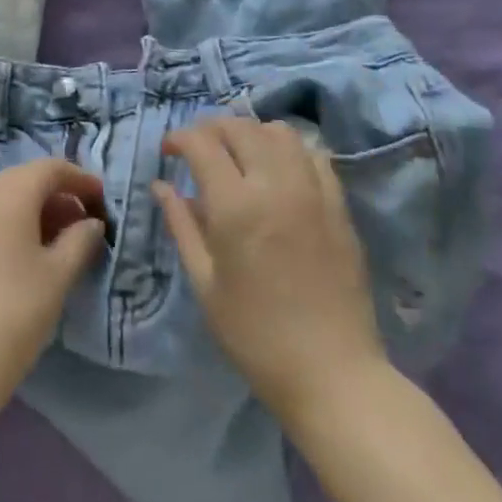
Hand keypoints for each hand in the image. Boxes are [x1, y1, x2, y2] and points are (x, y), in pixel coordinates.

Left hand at [0, 159, 106, 401]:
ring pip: (8, 196)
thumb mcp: (60, 272)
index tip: (102, 199)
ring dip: (38, 208)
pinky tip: (32, 251)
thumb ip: (81, 239)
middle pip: (28, 178)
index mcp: (10, 192)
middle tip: (86, 221)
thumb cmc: (18, 309)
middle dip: (60, 193)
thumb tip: (92, 223)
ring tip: (64, 238)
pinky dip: (16, 220)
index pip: (51, 168)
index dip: (80, 179)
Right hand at [153, 118, 387, 421]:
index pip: (202, 143)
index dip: (180, 138)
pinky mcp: (339, 205)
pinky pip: (314, 155)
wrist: (333, 374)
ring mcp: (313, 191)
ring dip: (251, 133)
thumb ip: (182, 226)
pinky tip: (278, 169)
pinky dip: (289, 149)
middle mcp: (275, 185)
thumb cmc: (256, 335)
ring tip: (238, 154)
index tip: (169, 151)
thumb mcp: (205, 284)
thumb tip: (162, 186)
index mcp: (236, 206)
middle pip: (240, 128)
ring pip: (279, 132)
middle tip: (198, 149)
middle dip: (212, 129)